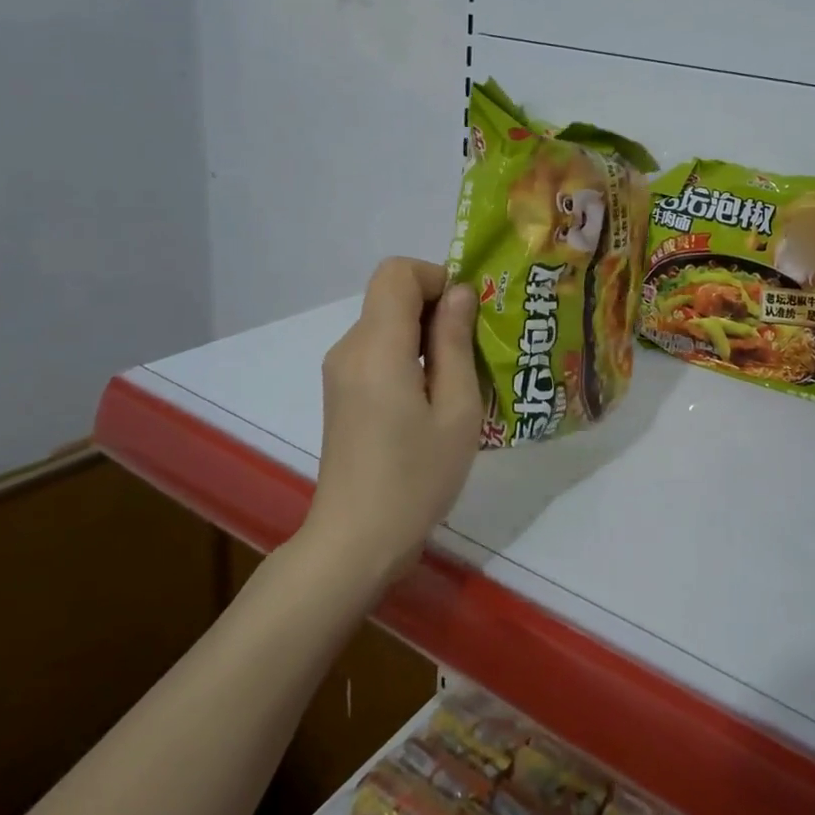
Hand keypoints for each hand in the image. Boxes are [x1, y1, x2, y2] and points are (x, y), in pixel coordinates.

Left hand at [305, 258, 481, 581]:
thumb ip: (456, 342)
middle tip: (474, 352)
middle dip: (436, 308)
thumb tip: (460, 292)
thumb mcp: (456, 410)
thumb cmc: (417, 477)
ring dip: (425, 335)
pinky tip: (431, 400)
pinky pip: (378, 350)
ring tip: (458, 382)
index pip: (397, 272)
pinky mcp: (341, 392)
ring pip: (386, 323)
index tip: (467, 315)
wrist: (356, 541)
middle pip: (391, 295)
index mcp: (377, 347)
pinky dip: (408, 356)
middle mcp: (349, 349)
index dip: (436, 277)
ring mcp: (340, 372)